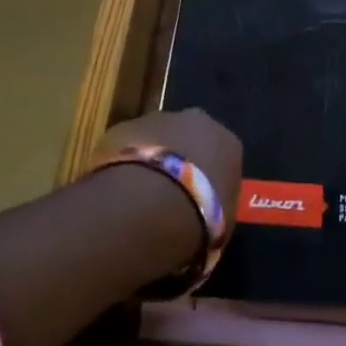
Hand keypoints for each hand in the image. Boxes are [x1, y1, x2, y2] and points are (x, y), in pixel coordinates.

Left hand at [97, 107, 242, 233]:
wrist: (148, 204)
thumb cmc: (198, 218)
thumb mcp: (223, 225)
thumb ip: (217, 209)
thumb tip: (208, 215)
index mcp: (228, 143)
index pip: (222, 156)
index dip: (209, 179)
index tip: (199, 199)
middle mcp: (197, 122)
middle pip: (190, 137)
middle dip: (180, 158)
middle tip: (168, 192)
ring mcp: (157, 120)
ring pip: (156, 138)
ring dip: (150, 159)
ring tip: (138, 194)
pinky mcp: (122, 126)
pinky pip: (125, 146)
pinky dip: (123, 163)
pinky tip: (117, 189)